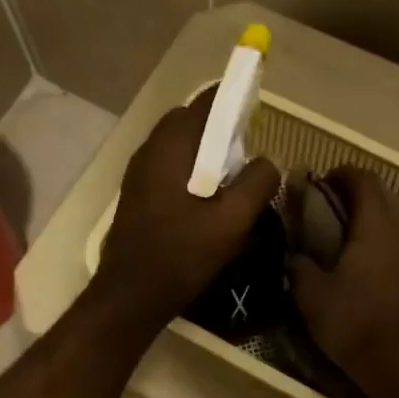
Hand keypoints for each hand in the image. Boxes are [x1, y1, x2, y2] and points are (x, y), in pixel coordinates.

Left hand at [92, 93, 279, 327]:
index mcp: (170, 147)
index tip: (257, 115)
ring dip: (205, 154)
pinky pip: (169, 168)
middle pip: (190, 122)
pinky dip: (191, 172)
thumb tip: (268, 162)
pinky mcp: (137, 196)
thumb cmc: (182, 255)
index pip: (205, 103)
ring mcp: (138, 174)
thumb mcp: (232, 221)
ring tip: (232, 182)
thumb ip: (257, 183)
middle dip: (220, 130)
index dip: (234, 102)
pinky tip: (207, 203)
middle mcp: (149, 151)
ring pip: (178, 147)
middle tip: (246, 156)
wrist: (131, 296)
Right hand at [291, 168, 398, 388]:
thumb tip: (296, 254)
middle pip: (395, 197)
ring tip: (380, 242)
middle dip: (370, 198)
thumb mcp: (311, 296)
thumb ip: (300, 267)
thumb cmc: (354, 323)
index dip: (344, 174)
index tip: (327, 181)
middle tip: (347, 214)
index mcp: (378, 225)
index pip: (365, 181)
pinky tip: (397, 273)